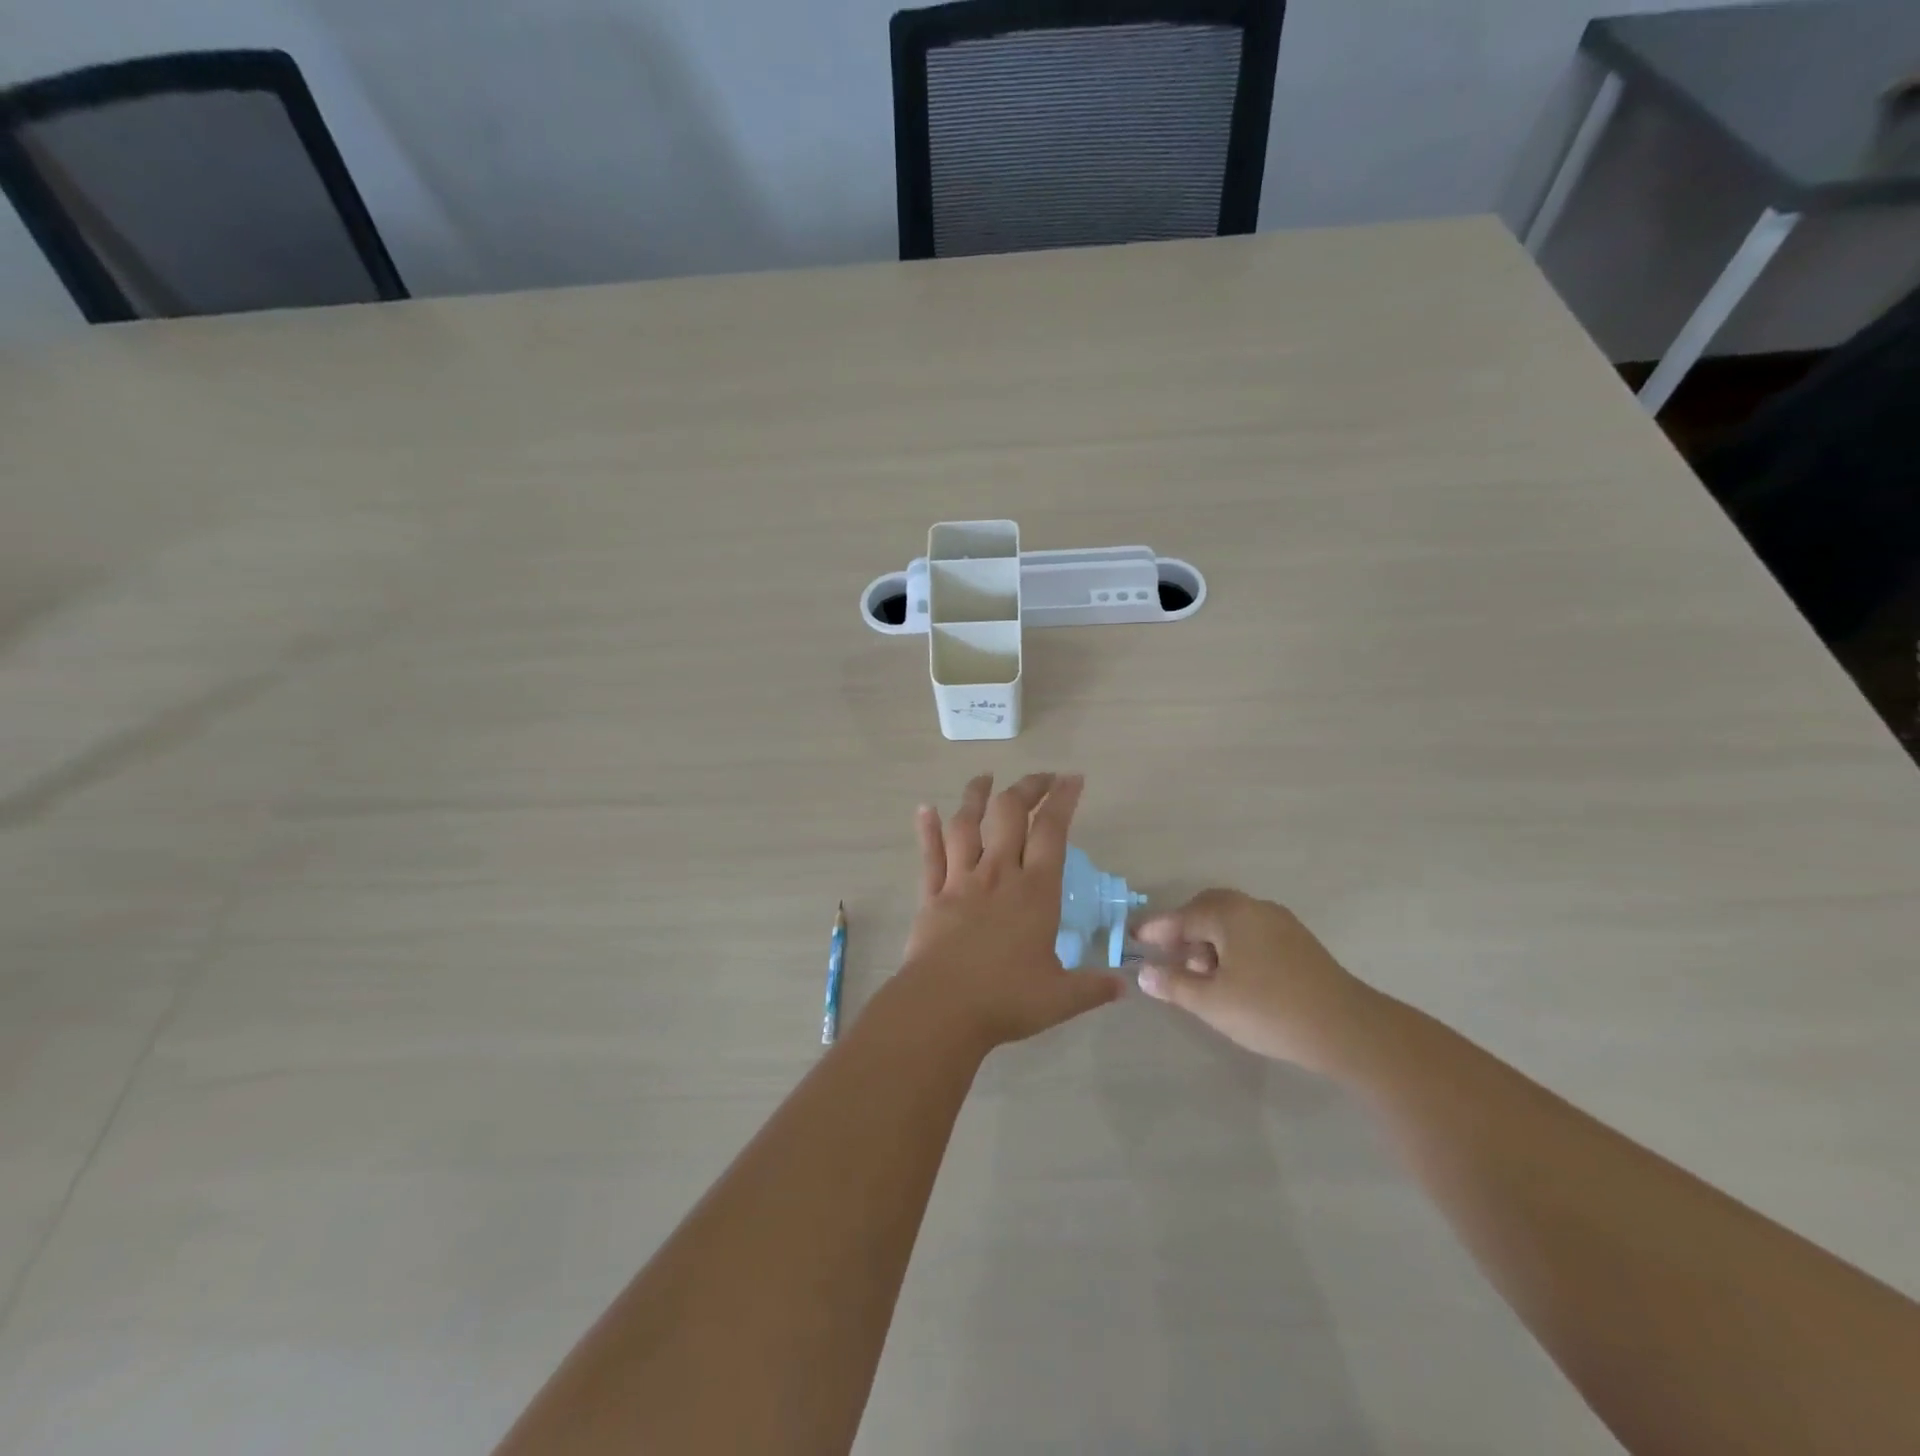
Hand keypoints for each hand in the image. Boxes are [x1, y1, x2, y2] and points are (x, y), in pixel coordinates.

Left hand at [893, 773, 1122, 1052]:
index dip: (1063, 800)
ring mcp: (961, 881)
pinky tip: (925, 808)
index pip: (1052, 832)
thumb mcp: (1061, 998)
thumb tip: (1124, 986)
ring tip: (984, 778)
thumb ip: (1093, 987)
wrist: (943, 1008)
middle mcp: (998, 875)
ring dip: (975, 797)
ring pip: (967, 825)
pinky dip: (927, 829)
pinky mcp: (932, 894)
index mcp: (1035, 892)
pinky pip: (930, 854)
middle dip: (1027, 788)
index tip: (1072, 778)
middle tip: (1040, 777)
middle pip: (1010, 815)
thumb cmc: (1006, 1000)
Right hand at [1133, 890, 1374, 1072]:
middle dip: (1184, 929)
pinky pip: (1252, 934)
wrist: (1349, 1030)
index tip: (1133, 939)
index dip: (1155, 930)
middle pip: (1208, 909)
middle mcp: (1254, 908)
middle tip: (1166, 954)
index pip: (1181, 917)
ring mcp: (1280, 923)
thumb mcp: (1212, 1002)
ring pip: (1232, 922)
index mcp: (1229, 914)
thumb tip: (1145, 973)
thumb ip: (1174, 985)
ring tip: (1198, 975)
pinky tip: (1232, 978)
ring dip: (1209, 941)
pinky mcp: (1298, 943)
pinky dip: (1232, 948)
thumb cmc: (1270, 1010)